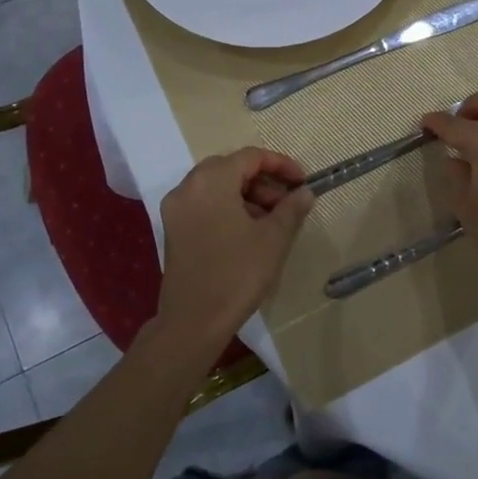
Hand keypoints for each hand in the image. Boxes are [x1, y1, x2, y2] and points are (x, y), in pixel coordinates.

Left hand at [155, 148, 314, 352]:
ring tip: (272, 220)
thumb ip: (291, 208)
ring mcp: (176, 208)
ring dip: (246, 195)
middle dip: (263, 181)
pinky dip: (227, 207)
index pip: (251, 157)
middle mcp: (188, 186)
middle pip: (231, 168)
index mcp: (211, 180)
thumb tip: (305, 192)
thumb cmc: (237, 274)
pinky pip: (204, 204)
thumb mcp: (273, 239)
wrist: (194, 321)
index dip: (281, 165)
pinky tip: (248, 231)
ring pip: (217, 187)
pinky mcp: (173, 228)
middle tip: (287, 202)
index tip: (303, 182)